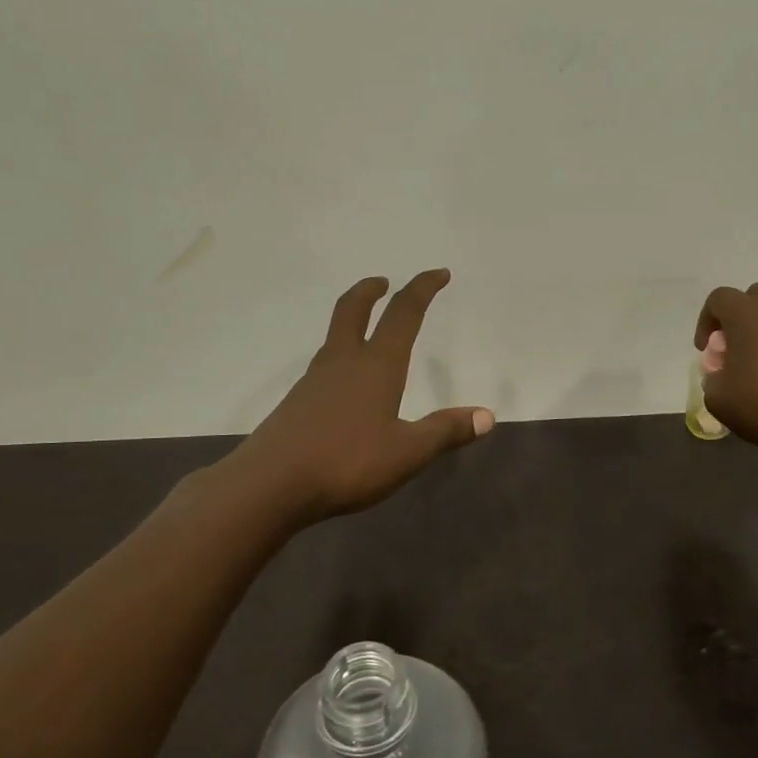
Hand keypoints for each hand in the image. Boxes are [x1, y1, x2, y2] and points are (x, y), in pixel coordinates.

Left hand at [234, 270, 493, 520]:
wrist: (270, 485)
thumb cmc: (347, 462)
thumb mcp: (408, 452)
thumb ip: (446, 431)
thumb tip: (487, 415)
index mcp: (376, 365)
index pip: (403, 313)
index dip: (423, 288)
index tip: (439, 273)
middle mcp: (343, 362)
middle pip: (353, 309)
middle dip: (371, 290)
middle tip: (383, 282)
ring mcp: (314, 380)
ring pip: (335, 336)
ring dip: (353, 321)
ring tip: (368, 331)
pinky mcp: (297, 402)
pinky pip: (324, 365)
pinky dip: (340, 355)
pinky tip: (345, 384)